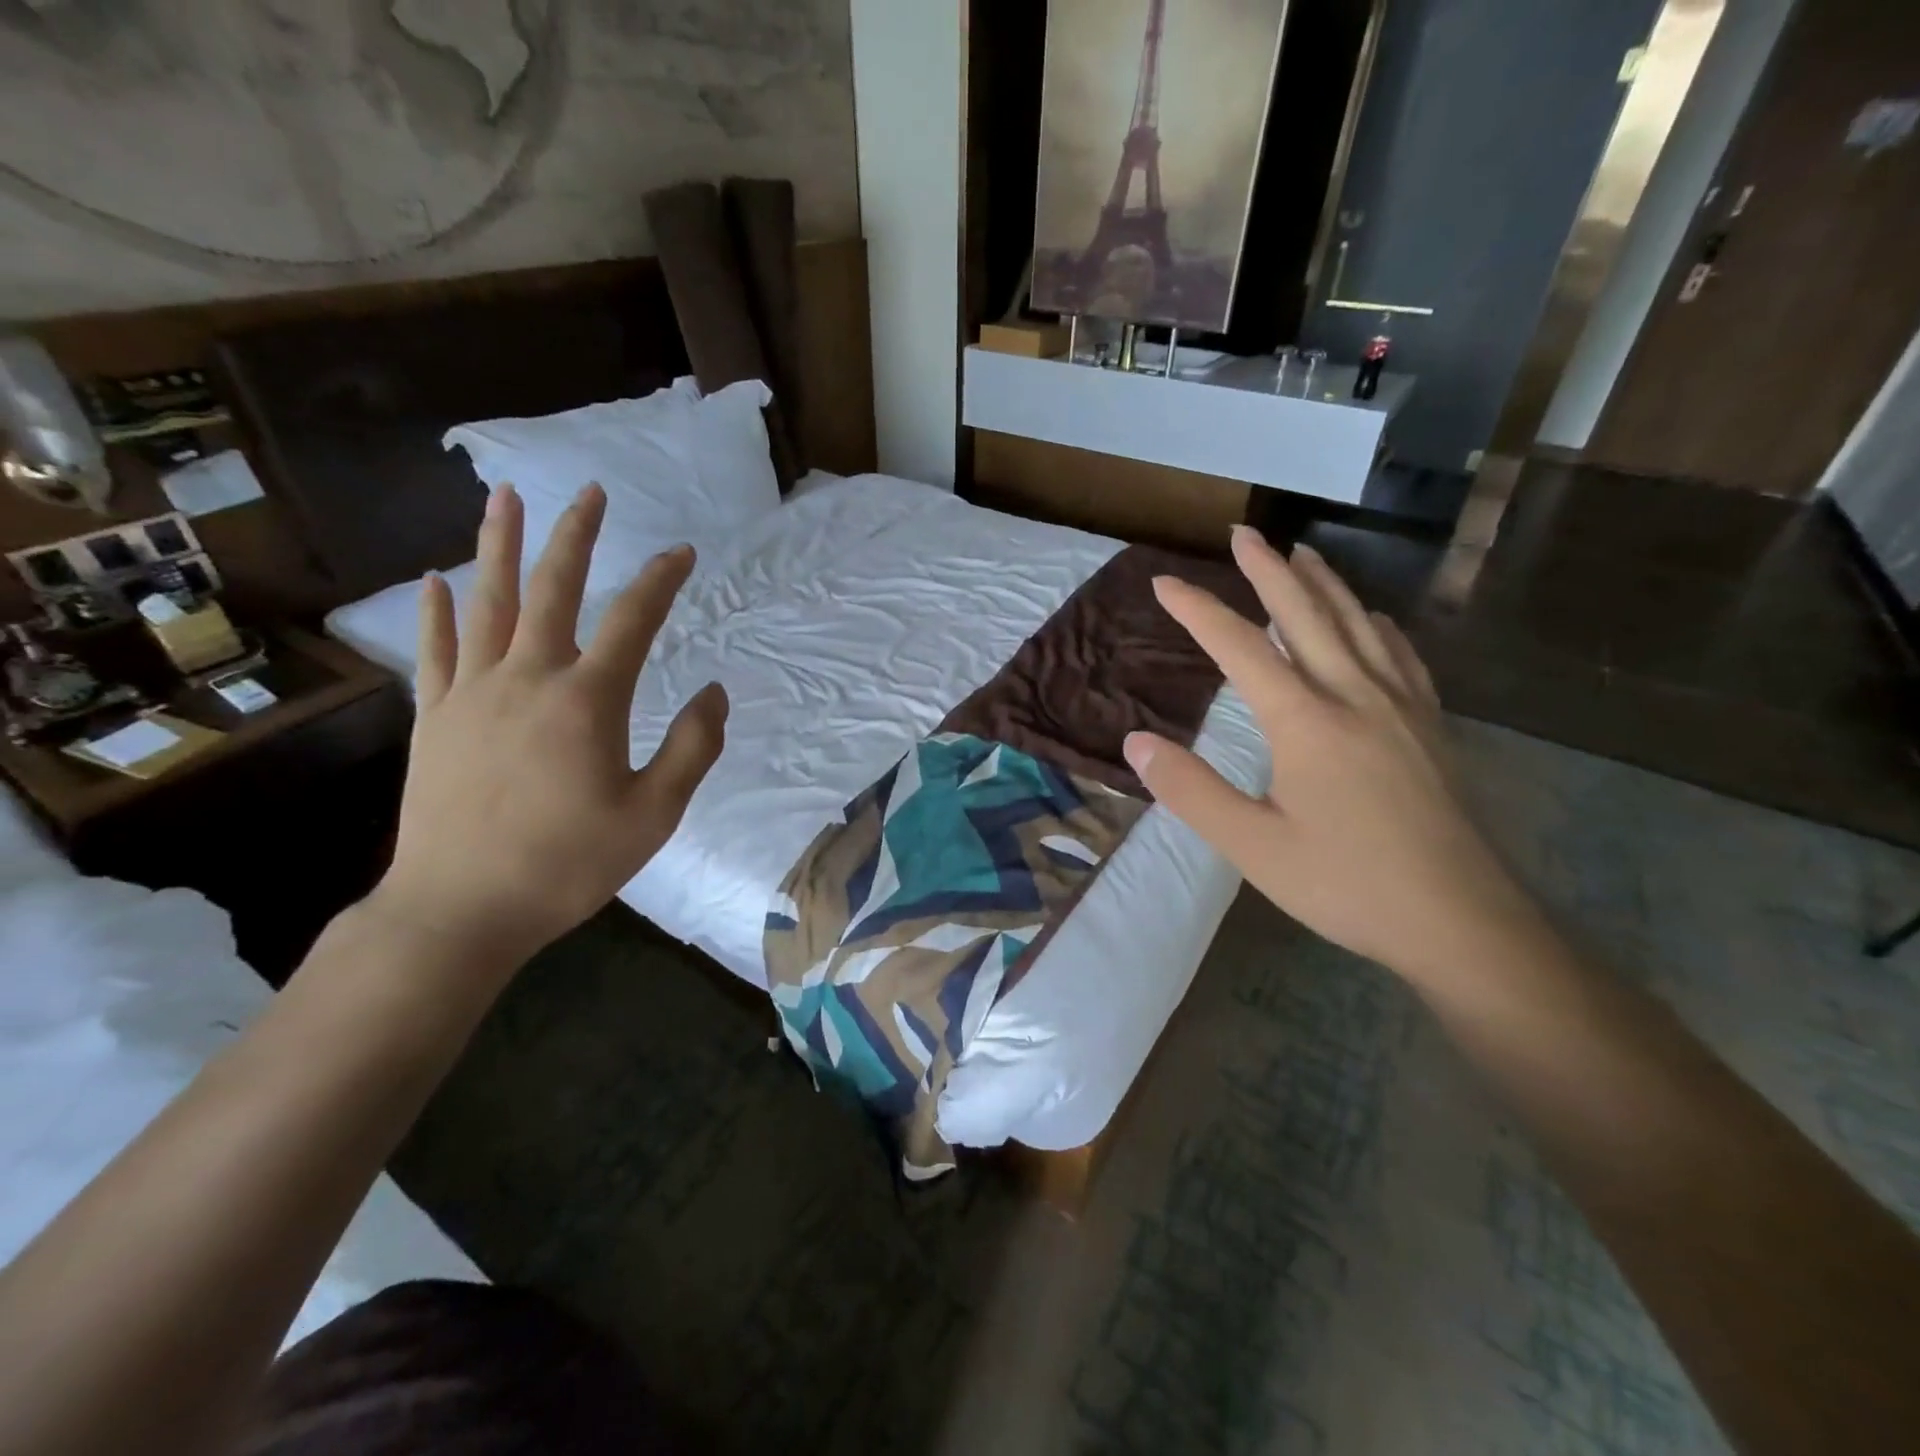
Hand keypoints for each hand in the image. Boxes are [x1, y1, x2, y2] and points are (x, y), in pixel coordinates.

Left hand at [372, 483, 727, 970]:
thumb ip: (692, 747)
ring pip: (488, 603)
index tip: (681, 552)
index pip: (632, 620)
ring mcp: (472, 694)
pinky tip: (436, 580)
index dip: (660, 580)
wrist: (462, 908)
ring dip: (499, 546)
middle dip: (576, 536)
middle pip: (554, 590)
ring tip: (507, 497)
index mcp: (588, 700)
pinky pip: (436, 651)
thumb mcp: (655, 814)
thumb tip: (715, 692)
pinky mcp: (435, 718)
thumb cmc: (569, 864)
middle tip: (590, 491)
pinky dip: (436, 612)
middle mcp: (528, 678)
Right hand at [1124, 525, 1540, 986]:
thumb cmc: (1346, 884)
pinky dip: (1375, 624)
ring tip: (1301, 553)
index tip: (1164, 582)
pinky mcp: (1430, 726)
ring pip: (1357, 624)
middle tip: (1242, 534)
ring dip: (1324, 583)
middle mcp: (1354, 695)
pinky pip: (1399, 654)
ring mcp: (1400, 706)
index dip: (1198, 611)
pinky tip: (1373, 620)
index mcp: (1305, 720)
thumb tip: (1136, 742)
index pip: (1240, 647)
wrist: (1460, 921)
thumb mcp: (1252, 845)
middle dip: (1268, 570)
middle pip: (1306, 614)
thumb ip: (1190, 790)